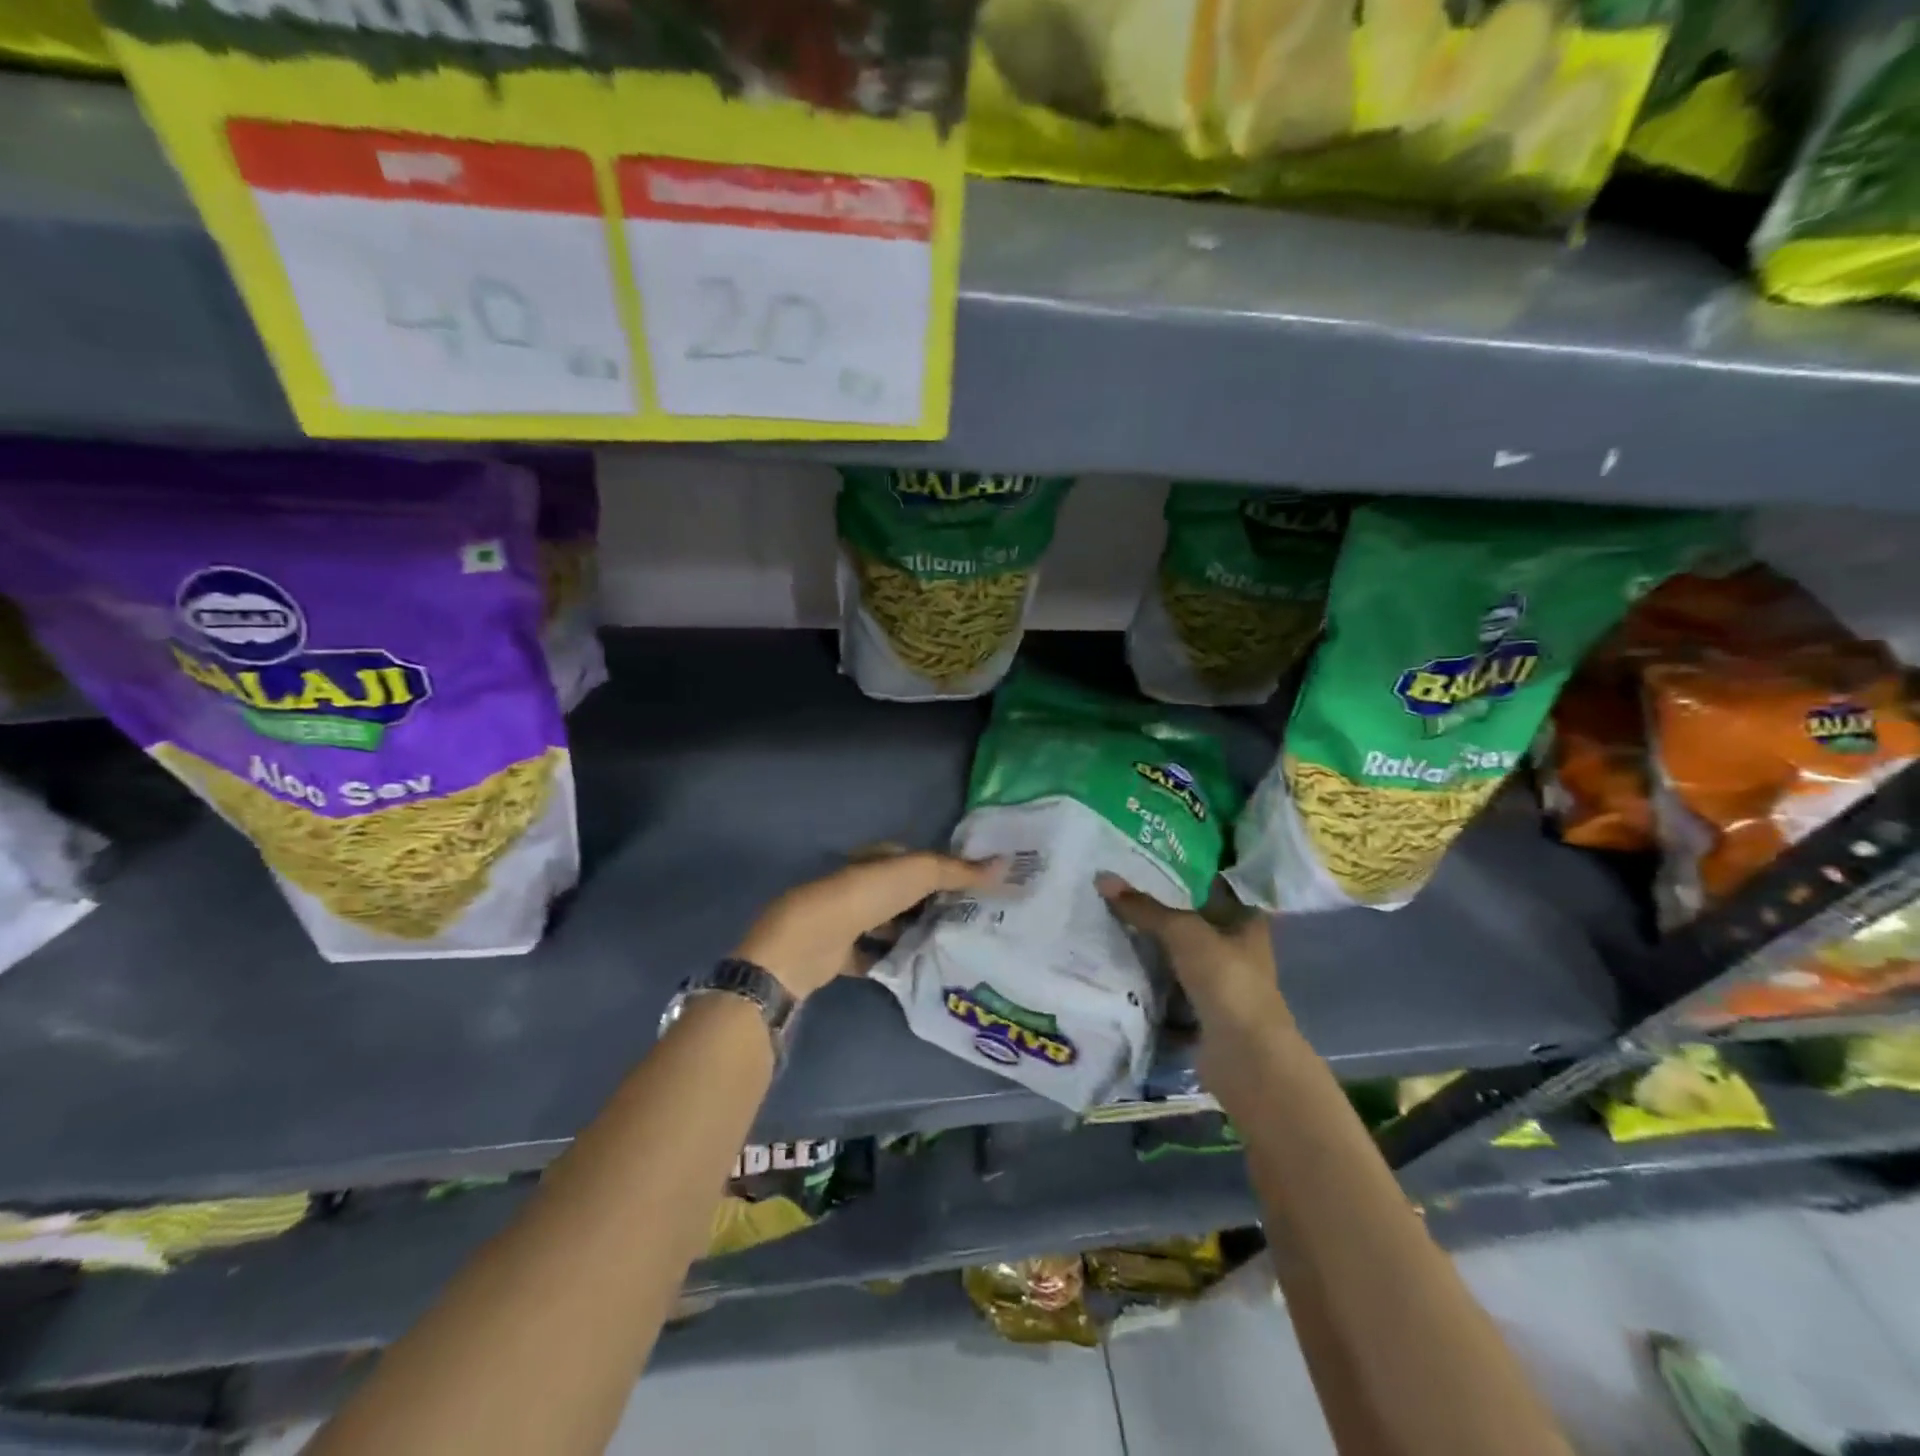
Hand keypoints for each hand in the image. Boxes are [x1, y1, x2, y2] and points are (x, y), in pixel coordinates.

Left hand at [736, 852, 1006, 1000]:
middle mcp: (858, 886)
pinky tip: (914, 970)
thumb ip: (959, 871)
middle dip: (928, 903)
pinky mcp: (837, 954)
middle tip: (966, 919)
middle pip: (900, 893)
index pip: (911, 859)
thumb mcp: (918, 875)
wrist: (808, 943)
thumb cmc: (865, 897)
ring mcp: (845, 920)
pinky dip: (888, 961)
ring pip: (885, 924)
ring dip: (909, 932)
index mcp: (873, 860)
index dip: (940, 869)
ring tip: (947, 945)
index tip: (970, 887)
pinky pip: (870, 956)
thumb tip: (1005, 863)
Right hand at [1095, 873, 1293, 1039]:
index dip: (1190, 871)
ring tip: (1111, 920)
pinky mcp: (1202, 1013)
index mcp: (1246, 922)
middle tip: (1121, 886)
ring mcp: (1220, 984)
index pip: (1218, 886)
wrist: (1245, 1057)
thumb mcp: (1183, 932)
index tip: (1154, 857)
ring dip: (1153, 946)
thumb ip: (1145, 907)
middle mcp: (1237, 950)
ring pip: (1180, 955)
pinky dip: (1149, 981)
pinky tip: (1119, 965)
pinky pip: (1169, 988)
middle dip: (1162, 908)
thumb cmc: (1226, 980)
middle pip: (1194, 921)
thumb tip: (1102, 877)